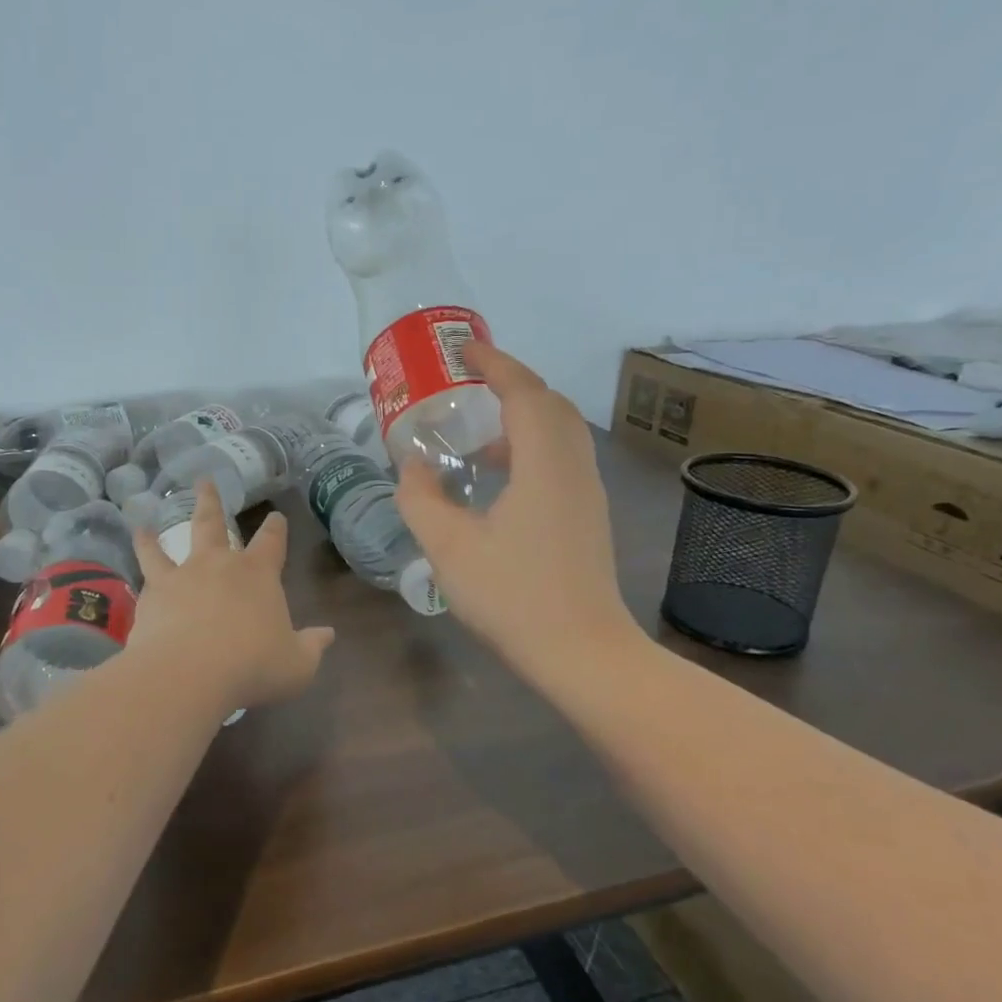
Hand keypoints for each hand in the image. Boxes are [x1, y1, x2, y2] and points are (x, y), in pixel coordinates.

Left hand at [129, 479, 334, 714]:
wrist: (189, 674)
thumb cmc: (252, 666)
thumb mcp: (296, 664)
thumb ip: (311, 646)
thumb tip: (327, 634)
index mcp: (258, 574)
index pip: (271, 542)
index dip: (276, 528)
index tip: (276, 516)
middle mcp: (218, 565)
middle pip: (213, 524)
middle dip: (211, 501)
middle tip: (204, 480)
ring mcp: (181, 576)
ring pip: (167, 544)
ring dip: (157, 532)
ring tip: (144, 522)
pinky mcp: (152, 595)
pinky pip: (144, 572)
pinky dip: (139, 560)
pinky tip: (134, 567)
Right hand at [396, 342, 640, 683]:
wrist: (582, 652)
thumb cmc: (514, 596)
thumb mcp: (449, 547)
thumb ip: (421, 499)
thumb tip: (412, 467)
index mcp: (544, 464)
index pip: (524, 393)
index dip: (496, 365)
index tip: (466, 350)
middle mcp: (574, 468)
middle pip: (550, 405)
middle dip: (512, 386)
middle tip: (470, 387)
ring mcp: (587, 494)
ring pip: (560, 434)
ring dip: (522, 420)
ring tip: (476, 439)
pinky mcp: (589, 517)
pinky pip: (562, 460)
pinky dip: (531, 449)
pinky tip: (498, 482)